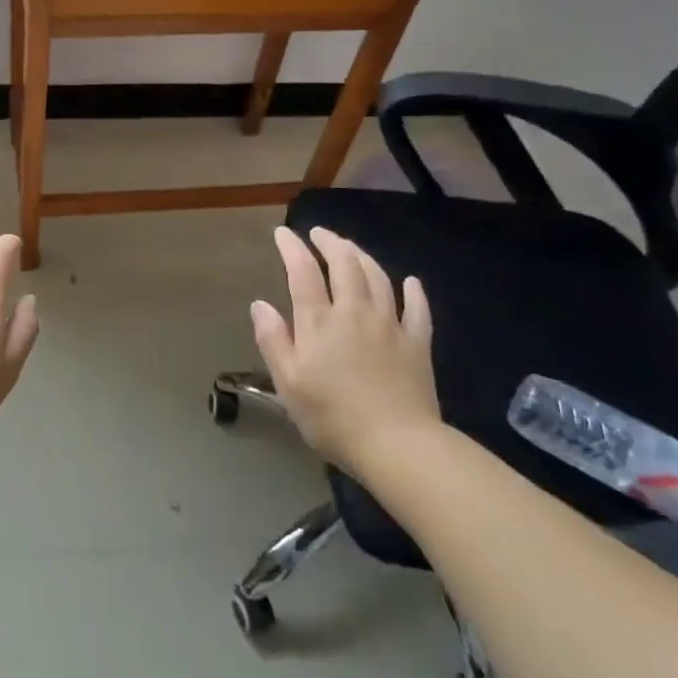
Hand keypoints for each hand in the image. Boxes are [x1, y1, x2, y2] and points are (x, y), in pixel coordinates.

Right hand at [250, 226, 440, 470]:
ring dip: (363, 257)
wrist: (397, 445)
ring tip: (351, 248)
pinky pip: (417, 309)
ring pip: (378, 278)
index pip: (303, 272)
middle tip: (319, 233)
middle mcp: (355, 312)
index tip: (283, 233)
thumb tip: (259, 304)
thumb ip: (273, 340)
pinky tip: (410, 281)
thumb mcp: (288, 383)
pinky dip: (413, 291)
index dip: (292, 248)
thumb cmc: (332, 417)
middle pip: (345, 264)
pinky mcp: (417, 344)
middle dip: (331, 243)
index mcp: (319, 322)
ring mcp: (390, 325)